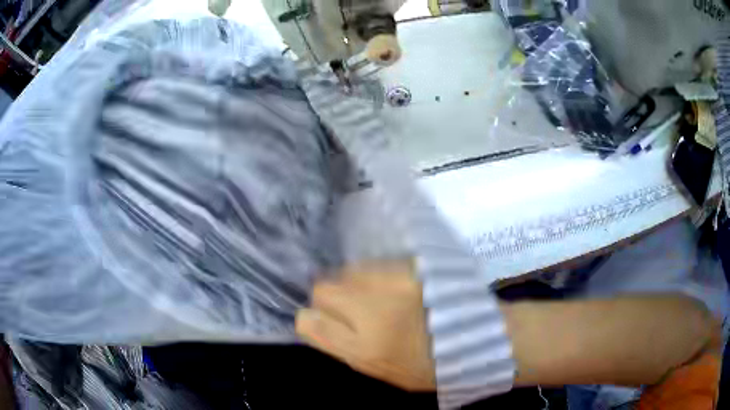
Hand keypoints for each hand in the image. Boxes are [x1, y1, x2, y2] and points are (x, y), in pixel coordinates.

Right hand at [296, 260, 435, 391]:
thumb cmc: (428, 365)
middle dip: (327, 298)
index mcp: (365, 348)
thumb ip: (343, 345)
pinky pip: (376, 264)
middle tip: (346, 308)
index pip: (310, 322)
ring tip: (372, 296)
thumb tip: (317, 320)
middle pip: (323, 289)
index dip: (311, 320)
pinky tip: (391, 287)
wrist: (478, 337)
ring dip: (351, 284)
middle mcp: (374, 311)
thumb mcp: (381, 369)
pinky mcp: (412, 265)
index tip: (321, 321)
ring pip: (348, 272)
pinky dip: (374, 275)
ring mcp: (395, 283)